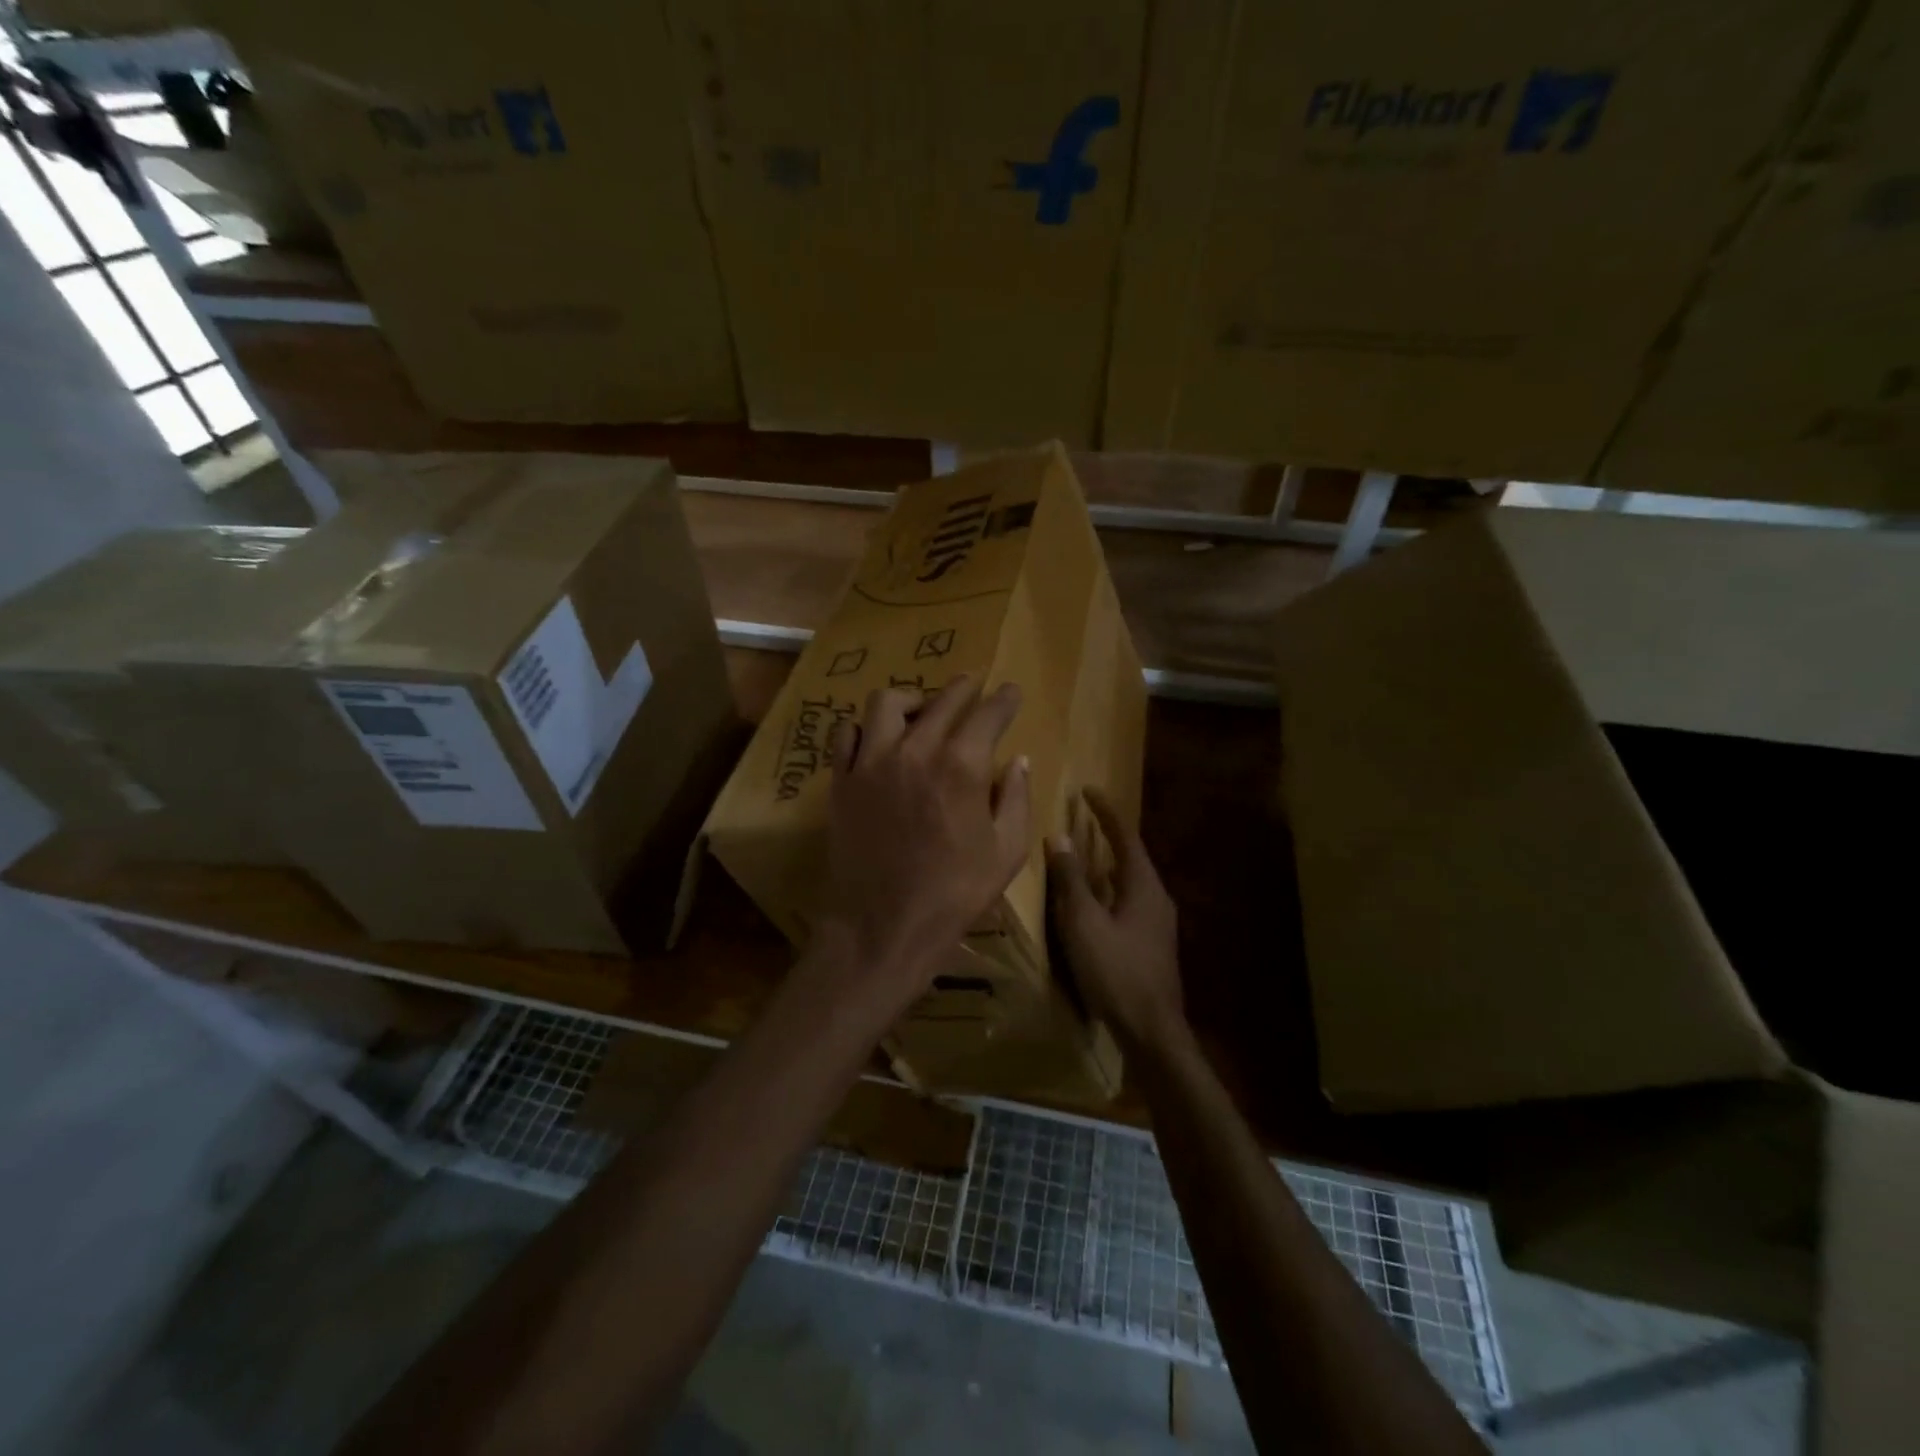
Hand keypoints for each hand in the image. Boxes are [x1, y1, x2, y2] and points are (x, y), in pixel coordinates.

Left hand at [819, 676, 1030, 1007]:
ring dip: (912, 699)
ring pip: (887, 703)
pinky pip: (847, 733)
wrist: (883, 926)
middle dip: (965, 687)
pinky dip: (866, 728)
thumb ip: (1015, 798)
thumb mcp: (1006, 852)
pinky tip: (878, 740)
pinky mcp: (842, 780)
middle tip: (974, 686)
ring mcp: (871, 762)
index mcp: (961, 766)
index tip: (1011, 691)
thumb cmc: (954, 894)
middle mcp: (915, 750)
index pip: (988, 714)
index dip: (1004, 699)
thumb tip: (1018, 760)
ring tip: (922, 711)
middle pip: (942, 699)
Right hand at [1048, 790, 1183, 1052]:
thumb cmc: (1116, 971)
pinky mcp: (1153, 944)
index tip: (1087, 790)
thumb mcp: (1084, 923)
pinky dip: (1109, 890)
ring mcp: (1159, 923)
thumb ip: (1071, 880)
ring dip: (1107, 864)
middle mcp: (1157, 897)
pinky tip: (1093, 903)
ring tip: (1082, 856)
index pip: (1124, 836)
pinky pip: (1129, 901)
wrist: (1153, 1032)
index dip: (1105, 811)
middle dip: (1107, 836)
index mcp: (1143, 886)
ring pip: (1130, 881)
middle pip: (1131, 856)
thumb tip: (1060, 838)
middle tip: (1081, 821)